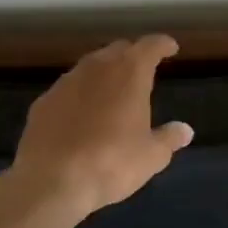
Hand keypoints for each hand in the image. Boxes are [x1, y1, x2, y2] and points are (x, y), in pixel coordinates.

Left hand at [0, 35, 193, 218]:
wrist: (50, 183)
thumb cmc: (112, 163)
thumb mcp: (152, 156)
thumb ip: (169, 138)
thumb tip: (185, 130)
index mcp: (130, 73)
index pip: (150, 46)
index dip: (162, 45)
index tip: (170, 48)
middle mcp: (97, 68)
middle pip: (118, 49)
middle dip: (132, 55)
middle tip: (143, 70)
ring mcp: (66, 83)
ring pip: (90, 66)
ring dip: (104, 73)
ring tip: (112, 90)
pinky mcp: (42, 103)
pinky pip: (68, 89)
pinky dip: (80, 94)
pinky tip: (81, 114)